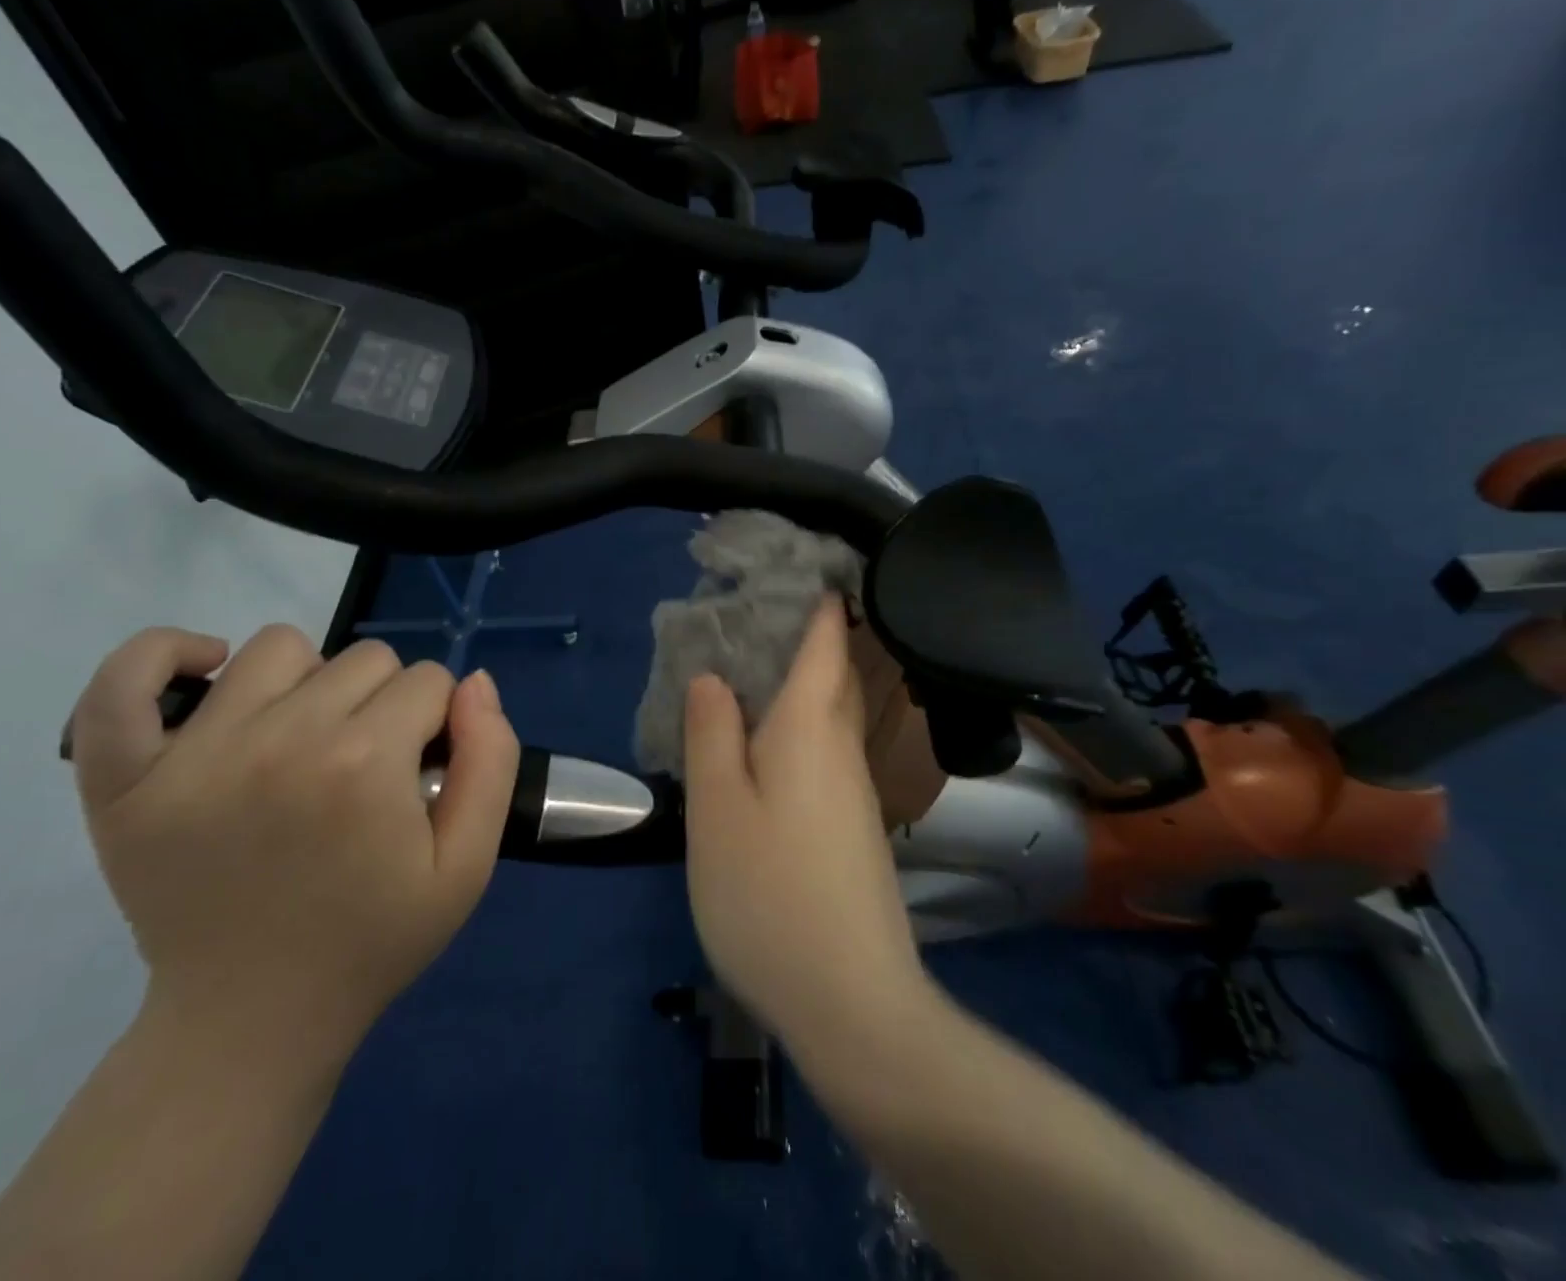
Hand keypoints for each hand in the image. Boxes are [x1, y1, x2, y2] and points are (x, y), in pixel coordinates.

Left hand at [67, 625, 520, 1052]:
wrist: (251, 1021)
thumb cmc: (372, 940)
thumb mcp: (467, 866)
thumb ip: (492, 762)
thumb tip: (474, 684)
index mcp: (365, 762)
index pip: (429, 681)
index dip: (437, 723)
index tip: (418, 774)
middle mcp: (281, 739)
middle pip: (364, 658)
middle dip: (386, 704)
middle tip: (366, 770)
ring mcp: (194, 753)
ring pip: (278, 648)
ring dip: (310, 682)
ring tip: (303, 740)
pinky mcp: (126, 778)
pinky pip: (126, 681)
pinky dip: (163, 656)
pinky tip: (207, 673)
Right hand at [682, 599, 929, 1048]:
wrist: (851, 1001)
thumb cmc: (769, 892)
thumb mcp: (718, 807)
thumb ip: (711, 733)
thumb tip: (713, 678)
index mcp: (810, 727)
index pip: (825, 642)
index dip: (820, 600)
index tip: (804, 563)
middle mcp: (841, 748)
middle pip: (833, 674)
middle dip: (812, 635)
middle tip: (764, 609)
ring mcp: (854, 791)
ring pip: (829, 715)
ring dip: (803, 681)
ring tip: (754, 666)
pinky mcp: (852, 827)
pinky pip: (824, 751)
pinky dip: (800, 726)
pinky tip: (766, 744)